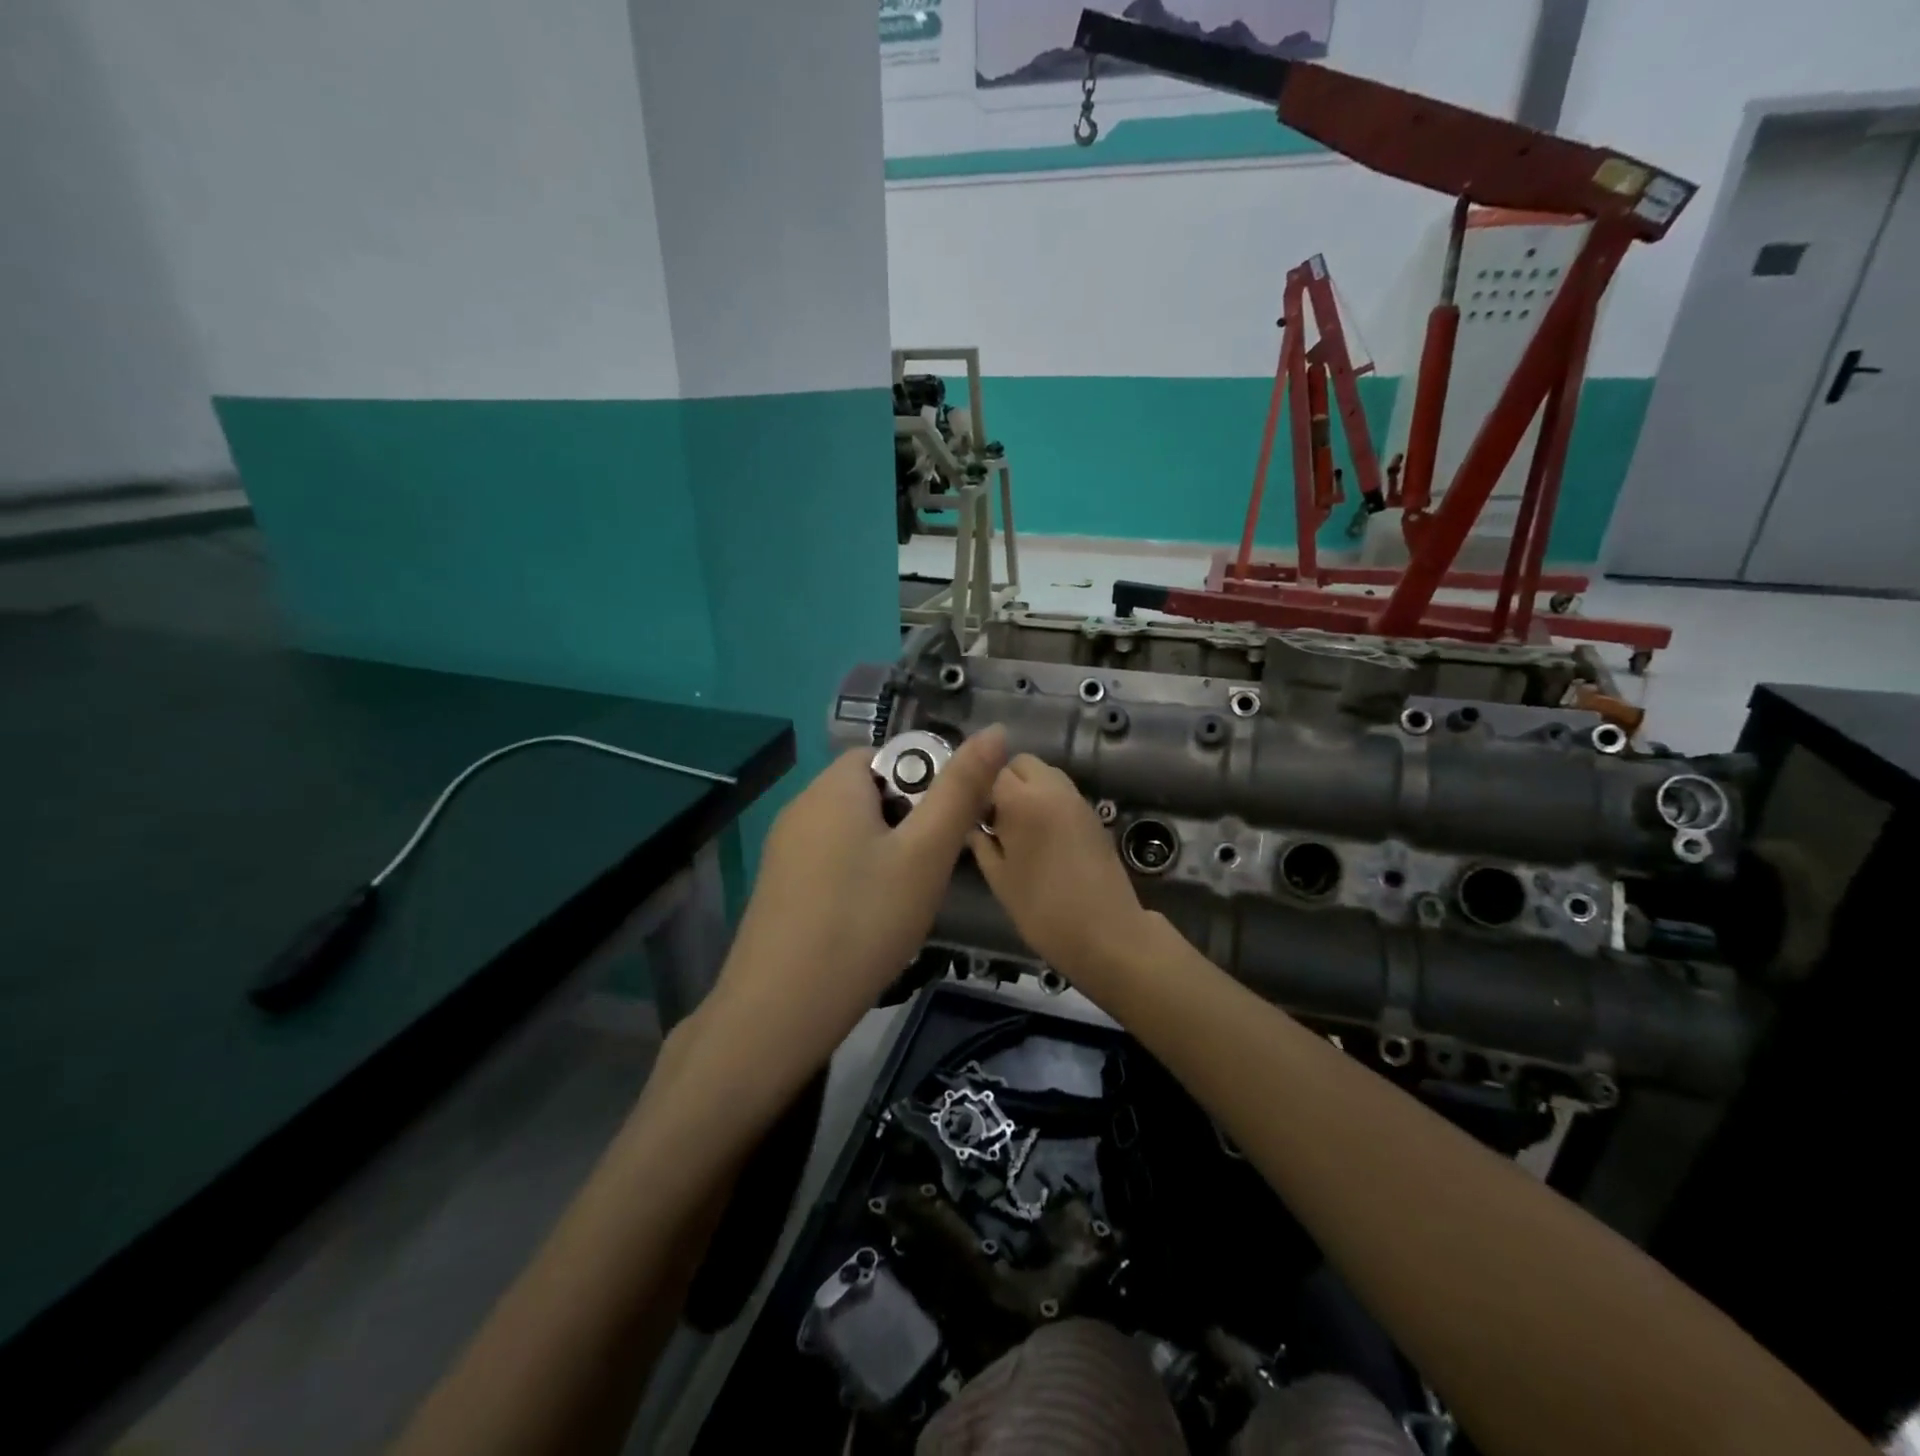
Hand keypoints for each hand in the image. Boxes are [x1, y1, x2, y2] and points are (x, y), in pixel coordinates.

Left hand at [701, 727, 1008, 1076]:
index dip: (927, 781)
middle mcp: (802, 807)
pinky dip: (859, 876)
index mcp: (834, 787)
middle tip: (932, 868)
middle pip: (871, 792)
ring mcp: (785, 849)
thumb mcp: (925, 855)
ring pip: (853, 830)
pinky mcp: (780, 886)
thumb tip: (995, 730)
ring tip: (907, 897)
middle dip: (910, 820)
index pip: (889, 754)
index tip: (946, 829)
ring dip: (887, 851)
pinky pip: (832, 861)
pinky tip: (870, 918)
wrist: (780, 1011)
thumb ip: (961, 791)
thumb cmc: (864, 922)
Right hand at [968, 754, 1151, 985]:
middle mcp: (1052, 789)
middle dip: (1005, 782)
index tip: (973, 818)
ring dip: (1028, 790)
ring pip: (1045, 775)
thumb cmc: (1043, 909)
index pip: (991, 771)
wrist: (1107, 933)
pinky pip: (1063, 794)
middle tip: (996, 820)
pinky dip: (1048, 802)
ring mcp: (1078, 800)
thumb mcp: (999, 880)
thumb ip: (982, 844)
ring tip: (1019, 829)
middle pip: (1022, 763)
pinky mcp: (1094, 815)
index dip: (979, 791)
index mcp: (1023, 801)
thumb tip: (973, 827)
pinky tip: (1042, 838)